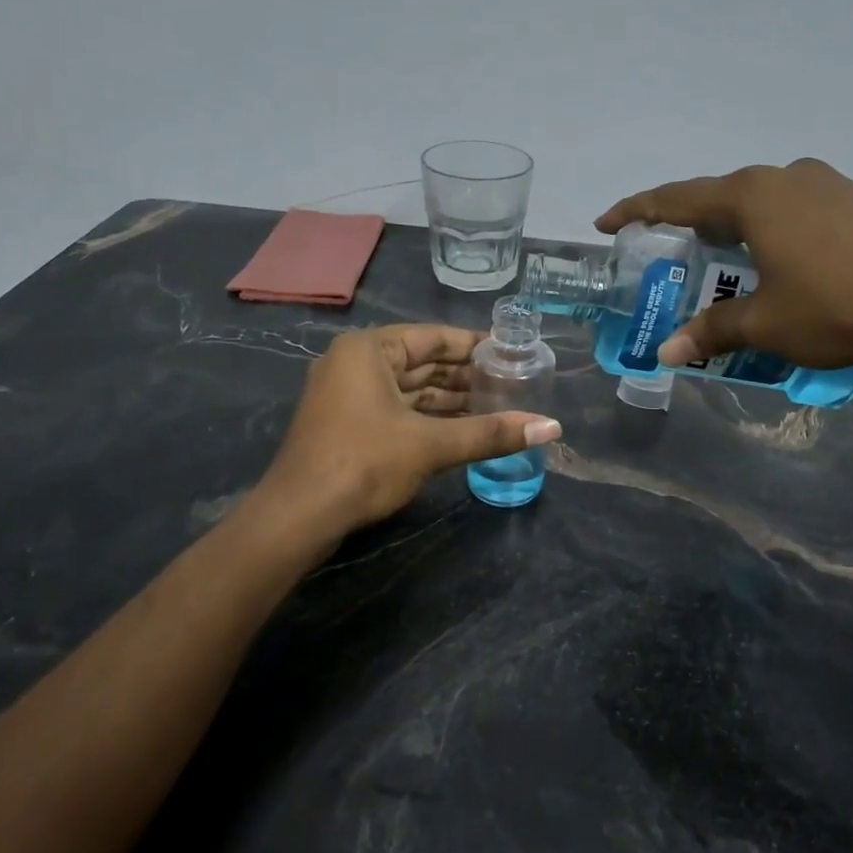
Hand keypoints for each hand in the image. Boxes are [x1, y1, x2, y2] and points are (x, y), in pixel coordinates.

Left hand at [258, 325, 560, 534]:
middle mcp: (355, 363)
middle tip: (512, 383)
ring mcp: (347, 395)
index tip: (512, 354)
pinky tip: (462, 429)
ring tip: (497, 406)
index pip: (433, 337)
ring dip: (449, 400)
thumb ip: (491, 432)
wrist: (299, 515)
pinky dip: (428, 418)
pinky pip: (397, 409)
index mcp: (369, 350)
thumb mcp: (431, 445)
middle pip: (421, 362)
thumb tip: (552, 427)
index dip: (475, 346)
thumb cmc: (364, 463)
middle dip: (465, 376)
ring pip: (410, 389)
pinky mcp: (347, 424)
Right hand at [597, 159, 852, 402]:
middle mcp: (786, 177)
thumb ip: (712, 332)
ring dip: (733, 226)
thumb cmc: (837, 304)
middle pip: (720, 195)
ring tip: (721, 257)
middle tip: (666, 248)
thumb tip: (666, 353)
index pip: (677, 199)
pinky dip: (771, 231)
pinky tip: (779, 260)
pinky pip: (795, 210)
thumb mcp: (765, 324)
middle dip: (688, 221)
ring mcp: (829, 184)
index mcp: (752, 197)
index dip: (637, 211)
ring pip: (762, 201)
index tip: (606, 222)